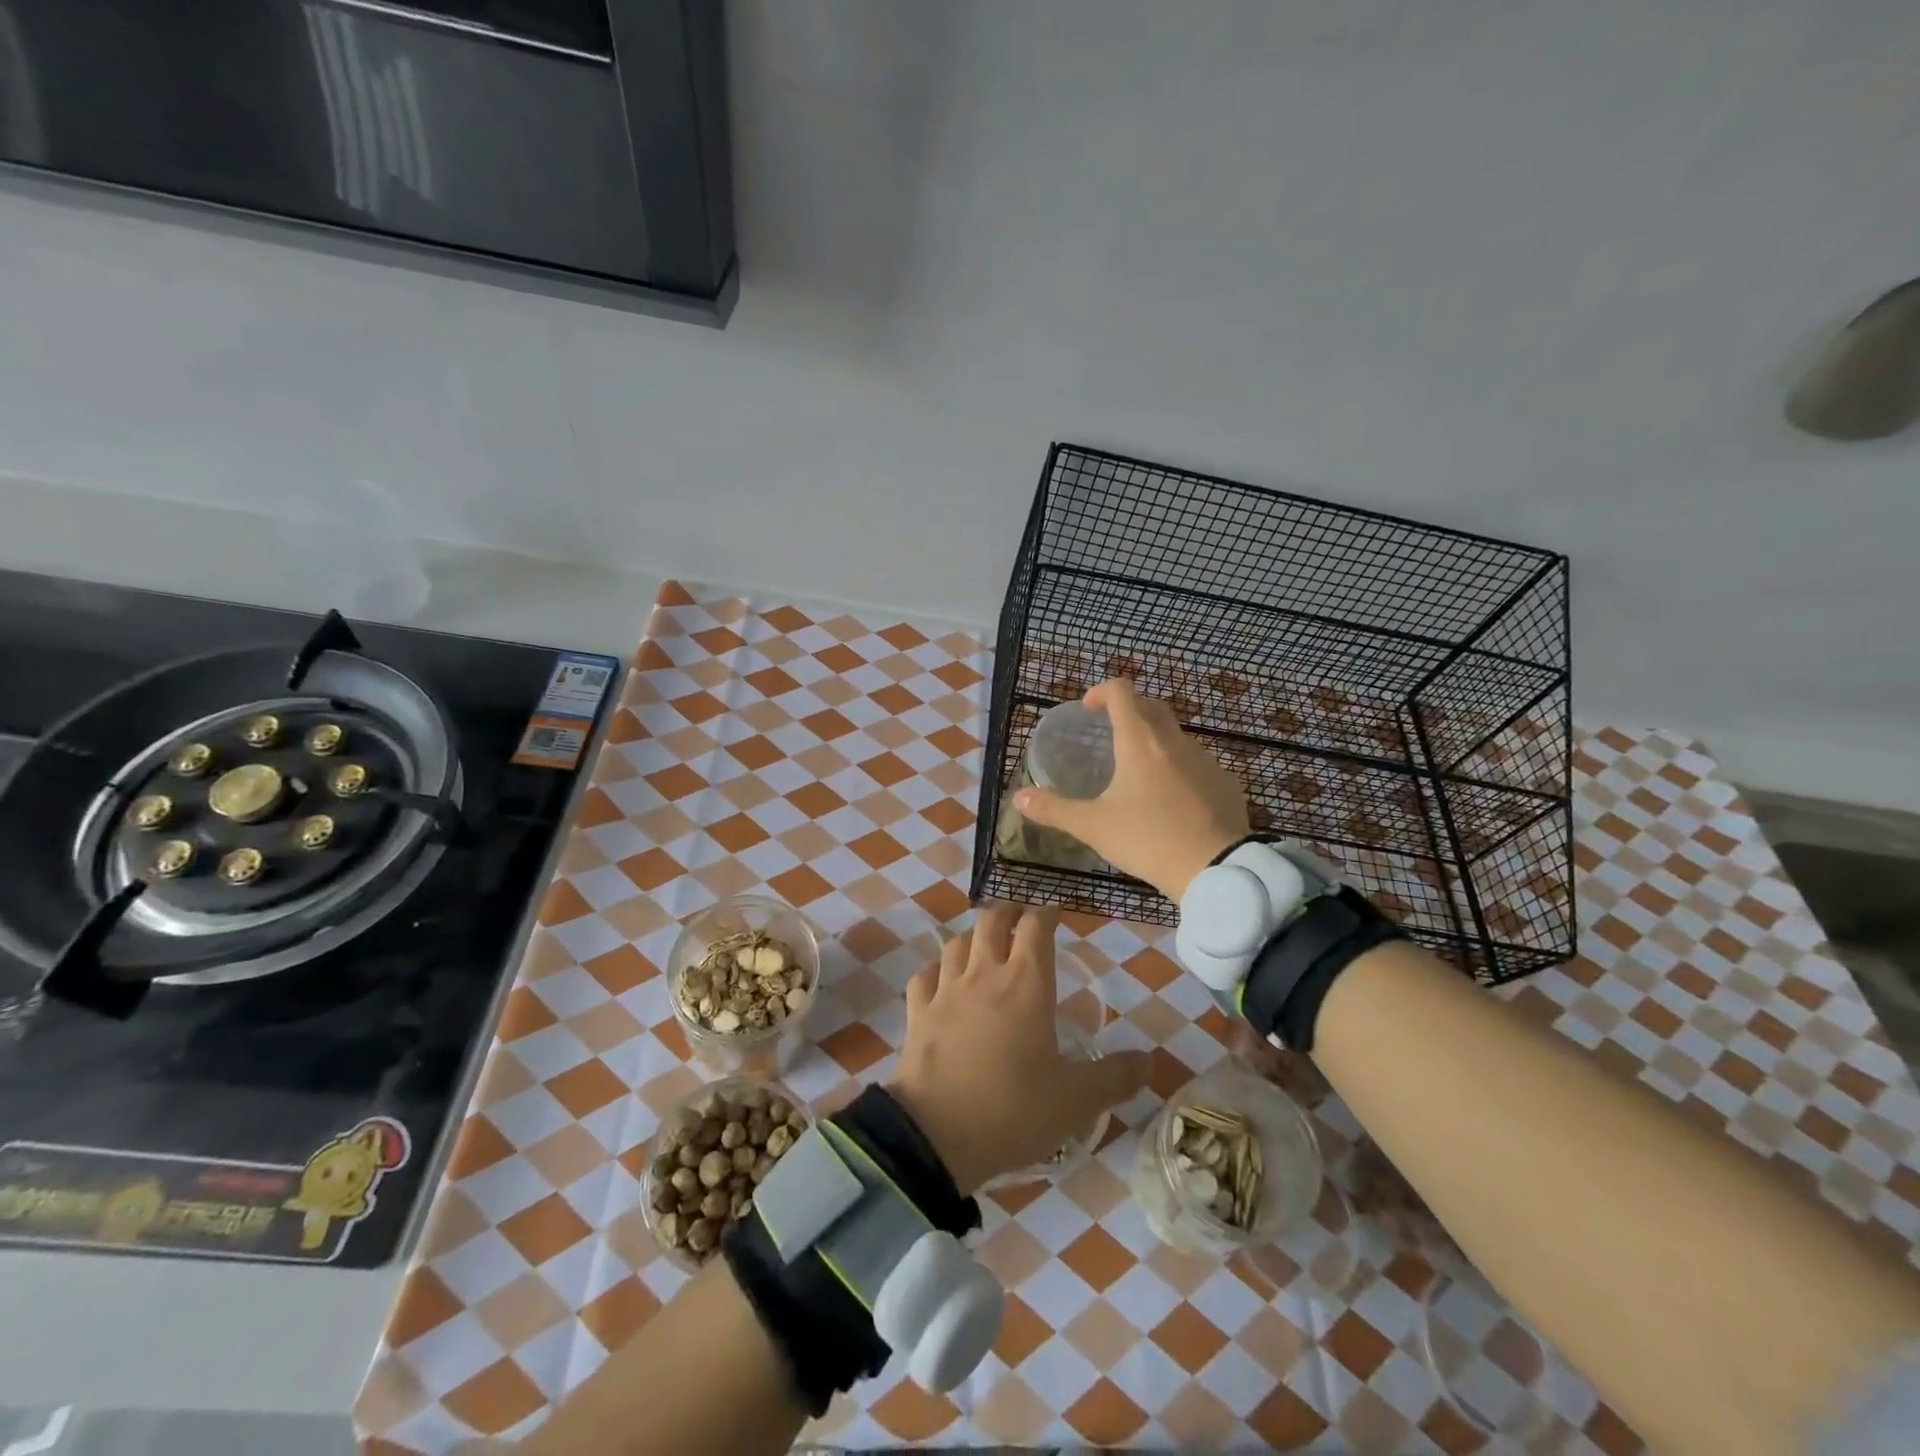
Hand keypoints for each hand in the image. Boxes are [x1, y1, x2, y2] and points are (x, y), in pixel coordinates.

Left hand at [887, 904, 1149, 1194]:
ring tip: (983, 943)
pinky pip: (925, 976)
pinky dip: (937, 970)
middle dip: (1008, 913)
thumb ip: (1114, 1078)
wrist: (935, 1134)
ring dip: (973, 936)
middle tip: (1020, 918)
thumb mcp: (1075, 1100)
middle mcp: (984, 975)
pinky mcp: (918, 1013)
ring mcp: (946, 991)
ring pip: (956, 943)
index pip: (1036, 928)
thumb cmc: (1012, 1110)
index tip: (1056, 913)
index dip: (1047, 914)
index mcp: (1026, 984)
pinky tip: (941, 979)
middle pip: (992, 922)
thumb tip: (1150, 1061)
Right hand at [1013, 679, 1250, 899]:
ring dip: (1155, 743)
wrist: (1216, 869)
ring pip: (1176, 737)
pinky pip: (1197, 765)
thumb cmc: (1147, 839)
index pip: (1121, 692)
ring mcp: (1206, 760)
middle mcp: (1174, 741)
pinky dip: (1179, 770)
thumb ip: (1054, 809)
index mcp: (1139, 741)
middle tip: (1109, 734)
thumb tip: (1018, 798)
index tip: (1088, 708)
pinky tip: (1172, 801)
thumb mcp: (1093, 826)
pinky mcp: (1226, 783)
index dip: (1102, 691)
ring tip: (1138, 774)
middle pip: (1151, 707)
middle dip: (1129, 711)